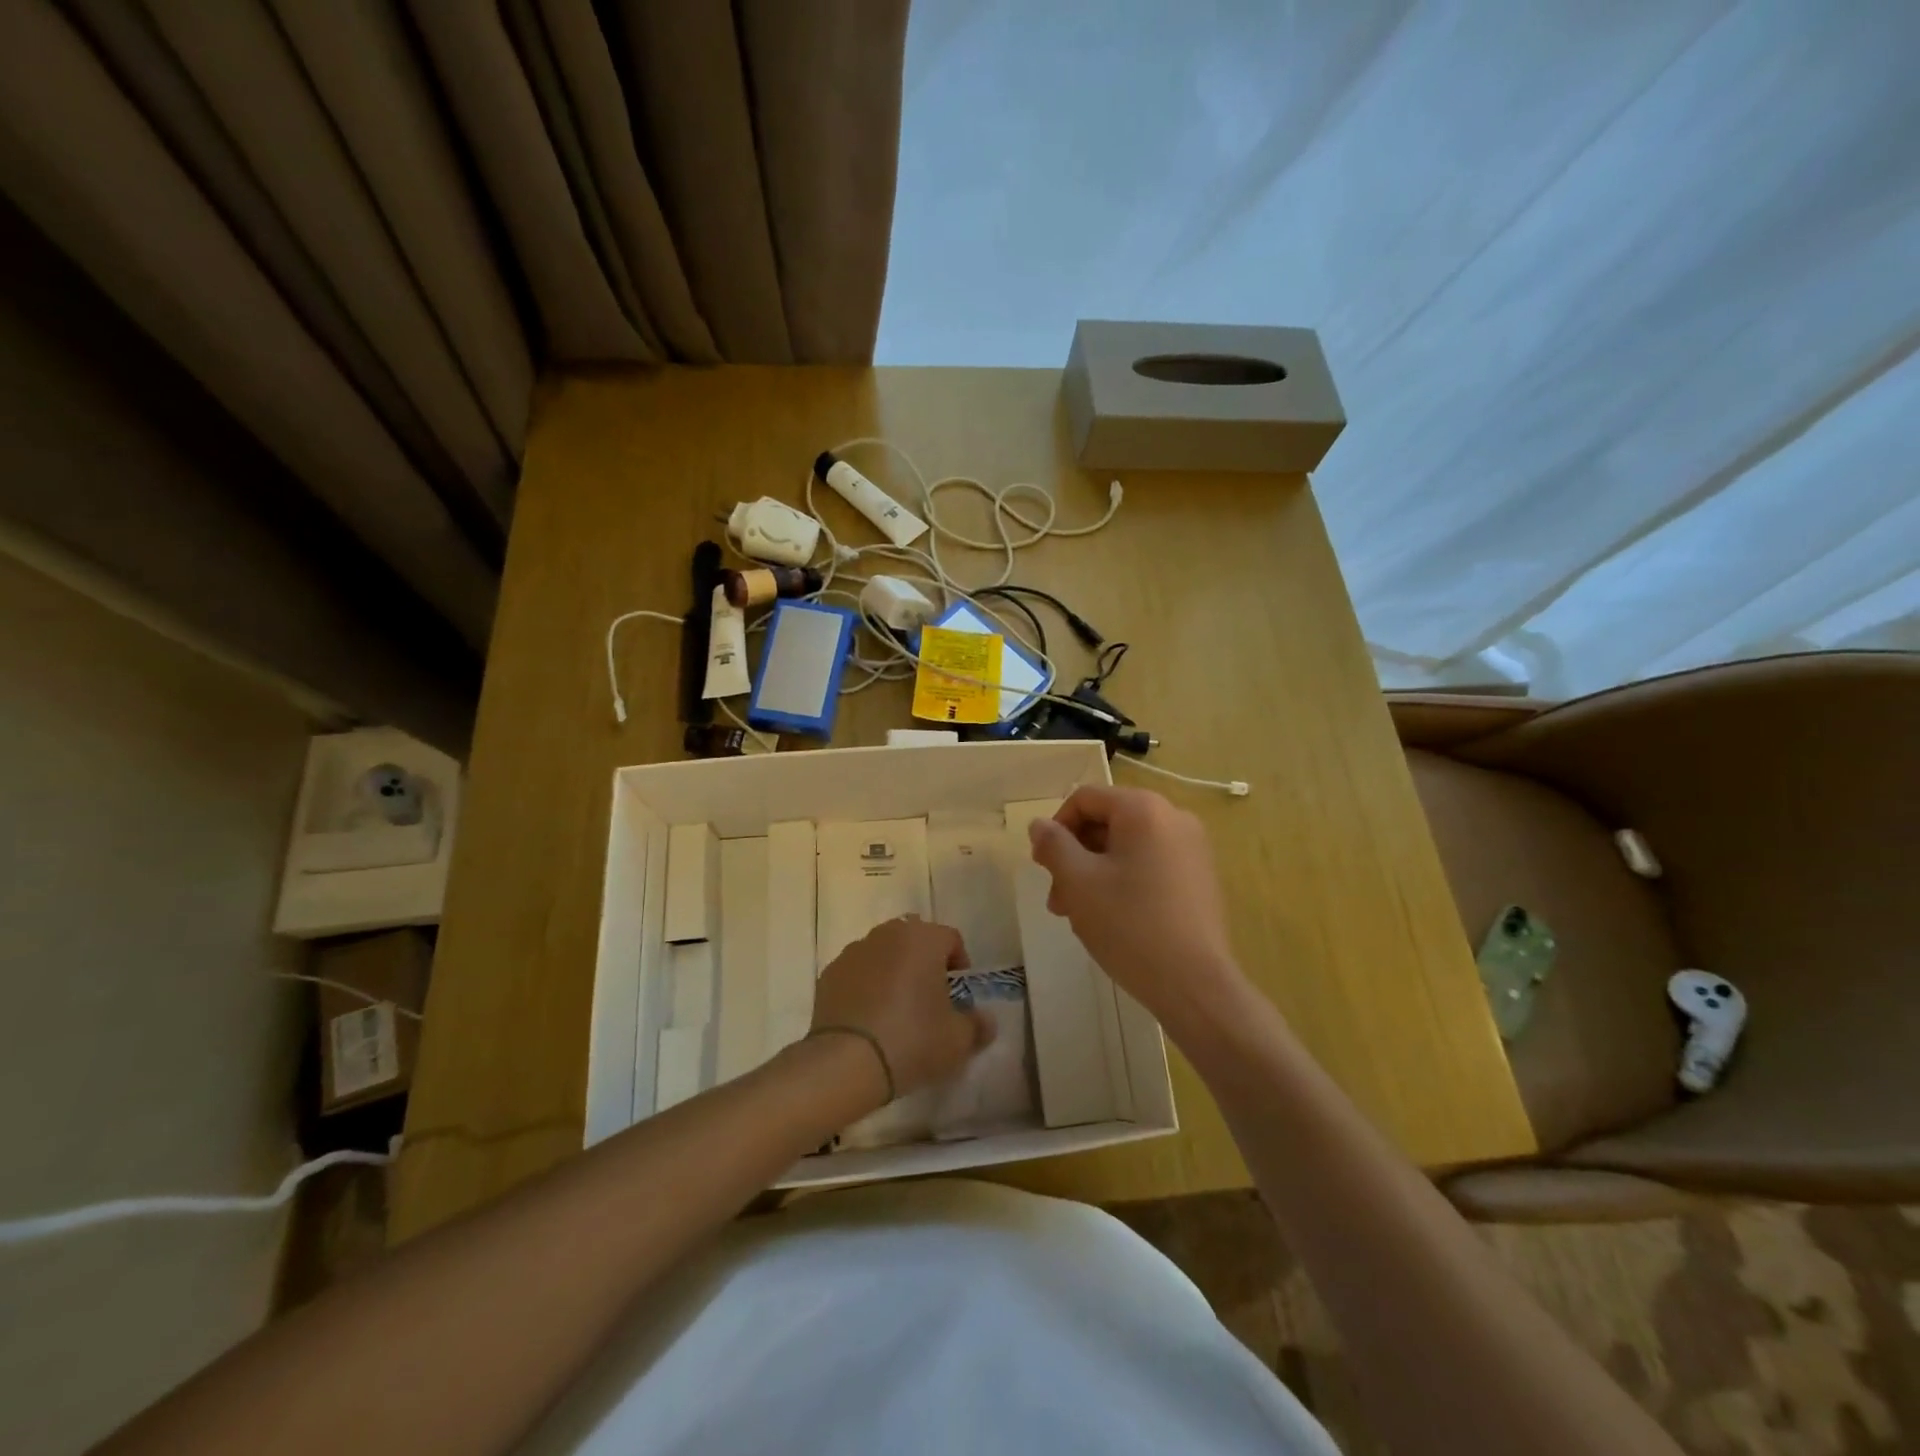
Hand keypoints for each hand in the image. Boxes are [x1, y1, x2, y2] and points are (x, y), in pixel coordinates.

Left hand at [810, 918, 994, 1101]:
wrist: (845, 1063)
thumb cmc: (911, 1041)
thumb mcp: (957, 1041)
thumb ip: (977, 1026)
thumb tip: (985, 1021)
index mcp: (923, 939)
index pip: (951, 938)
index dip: (959, 964)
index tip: (958, 996)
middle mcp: (888, 934)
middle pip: (914, 939)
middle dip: (924, 962)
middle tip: (929, 999)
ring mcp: (854, 951)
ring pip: (883, 953)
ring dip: (893, 971)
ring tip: (896, 1010)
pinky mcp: (829, 973)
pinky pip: (858, 972)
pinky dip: (865, 986)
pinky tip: (868, 1019)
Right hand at [1027, 785, 1246, 1032]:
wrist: (1194, 984)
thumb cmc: (1129, 924)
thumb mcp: (1078, 881)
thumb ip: (1054, 845)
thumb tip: (1039, 824)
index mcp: (1144, 809)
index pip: (1085, 798)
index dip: (1056, 827)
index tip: (1042, 866)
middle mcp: (1173, 817)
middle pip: (1107, 822)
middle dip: (1075, 856)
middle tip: (1057, 899)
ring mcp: (1192, 848)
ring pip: (1127, 847)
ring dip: (1094, 873)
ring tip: (1078, 915)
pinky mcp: (1200, 877)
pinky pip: (1150, 864)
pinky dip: (1123, 881)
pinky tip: (1111, 919)